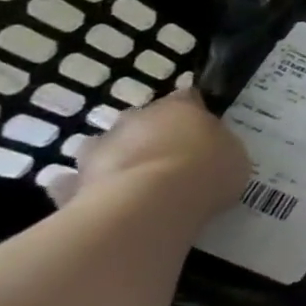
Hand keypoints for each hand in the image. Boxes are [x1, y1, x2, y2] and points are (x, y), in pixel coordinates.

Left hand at [47, 89, 248, 223]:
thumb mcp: (234, 155)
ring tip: (137, 185)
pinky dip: (85, 190)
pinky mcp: (71, 184)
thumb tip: (208, 148)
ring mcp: (98, 150)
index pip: (188, 98)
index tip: (206, 130)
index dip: (196, 112)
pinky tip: (102, 204)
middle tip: (172, 160)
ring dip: (118, 159)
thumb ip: (219, 146)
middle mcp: (135, 119)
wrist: (147, 207)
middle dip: (152, 136)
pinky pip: (76, 184)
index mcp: (179, 107)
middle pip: (143, 122)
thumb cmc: (203, 172)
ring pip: (107, 148)